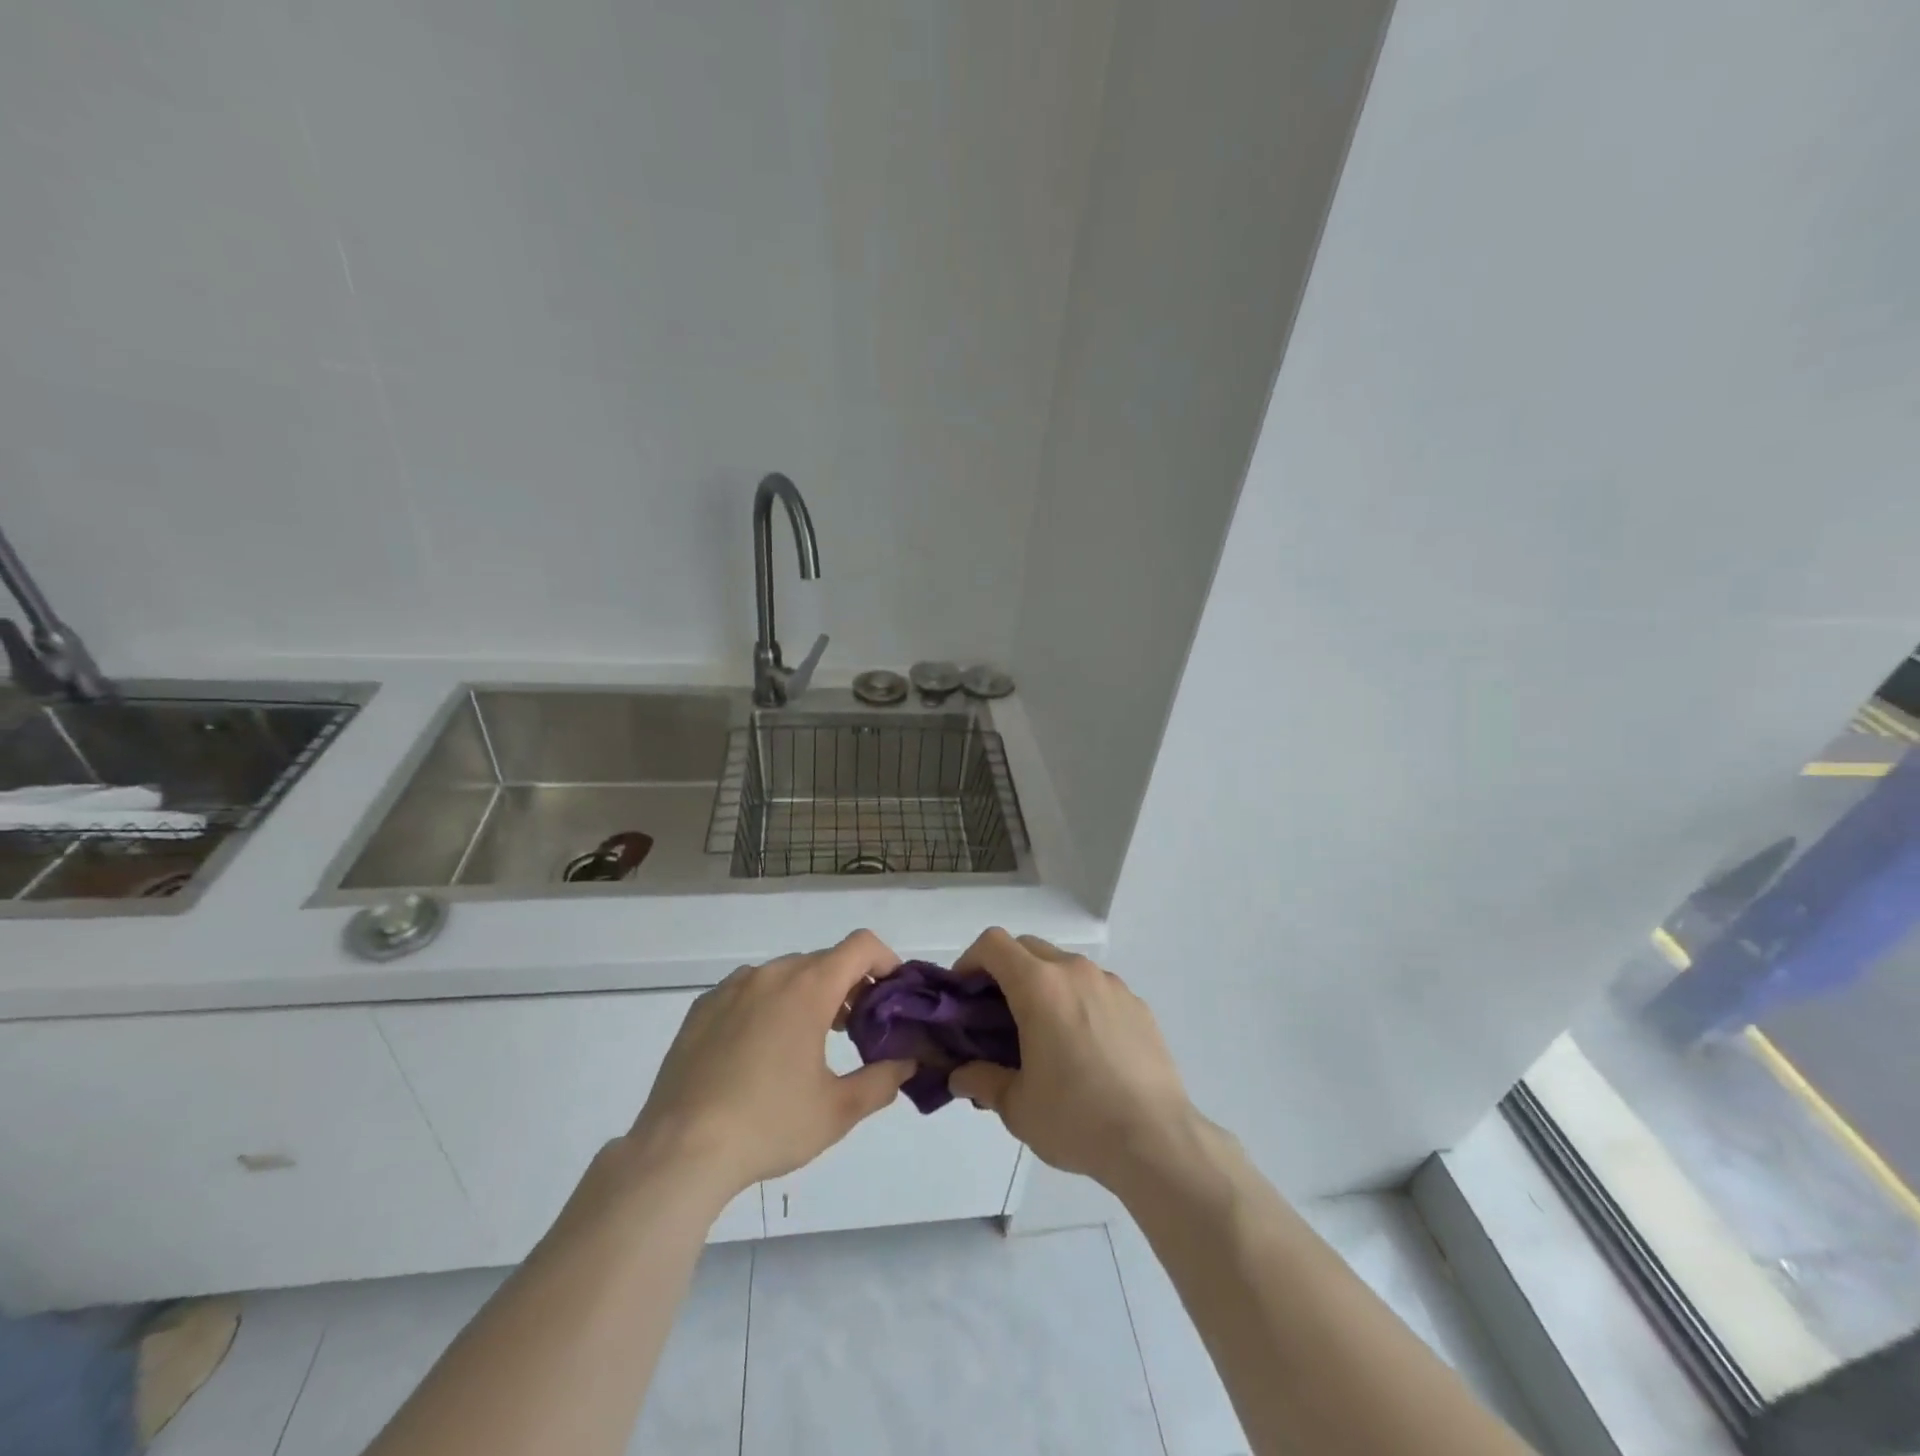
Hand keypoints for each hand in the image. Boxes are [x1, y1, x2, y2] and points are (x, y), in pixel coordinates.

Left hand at [626, 930, 914, 1201]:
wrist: (679, 1152)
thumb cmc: (768, 1125)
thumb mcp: (838, 1111)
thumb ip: (882, 1081)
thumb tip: (905, 1062)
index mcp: (808, 988)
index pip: (861, 946)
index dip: (886, 961)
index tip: (891, 997)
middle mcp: (770, 975)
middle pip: (824, 960)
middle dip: (848, 986)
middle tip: (855, 1030)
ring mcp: (731, 988)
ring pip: (785, 974)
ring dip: (808, 993)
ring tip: (807, 1042)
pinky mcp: (701, 1008)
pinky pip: (748, 990)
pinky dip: (768, 1004)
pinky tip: (759, 1051)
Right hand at [948, 929, 1196, 1192]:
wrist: (1156, 1141)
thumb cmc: (1077, 1119)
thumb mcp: (1016, 1106)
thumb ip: (981, 1080)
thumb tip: (960, 1075)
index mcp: (1040, 986)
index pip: (993, 944)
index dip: (970, 961)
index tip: (963, 994)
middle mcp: (1075, 972)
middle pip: (1028, 949)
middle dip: (1004, 973)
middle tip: (996, 1017)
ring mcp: (1111, 985)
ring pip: (1064, 967)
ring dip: (1043, 986)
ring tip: (1042, 1035)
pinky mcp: (1137, 1004)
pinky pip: (1095, 989)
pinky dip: (1077, 1003)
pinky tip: (1084, 1049)